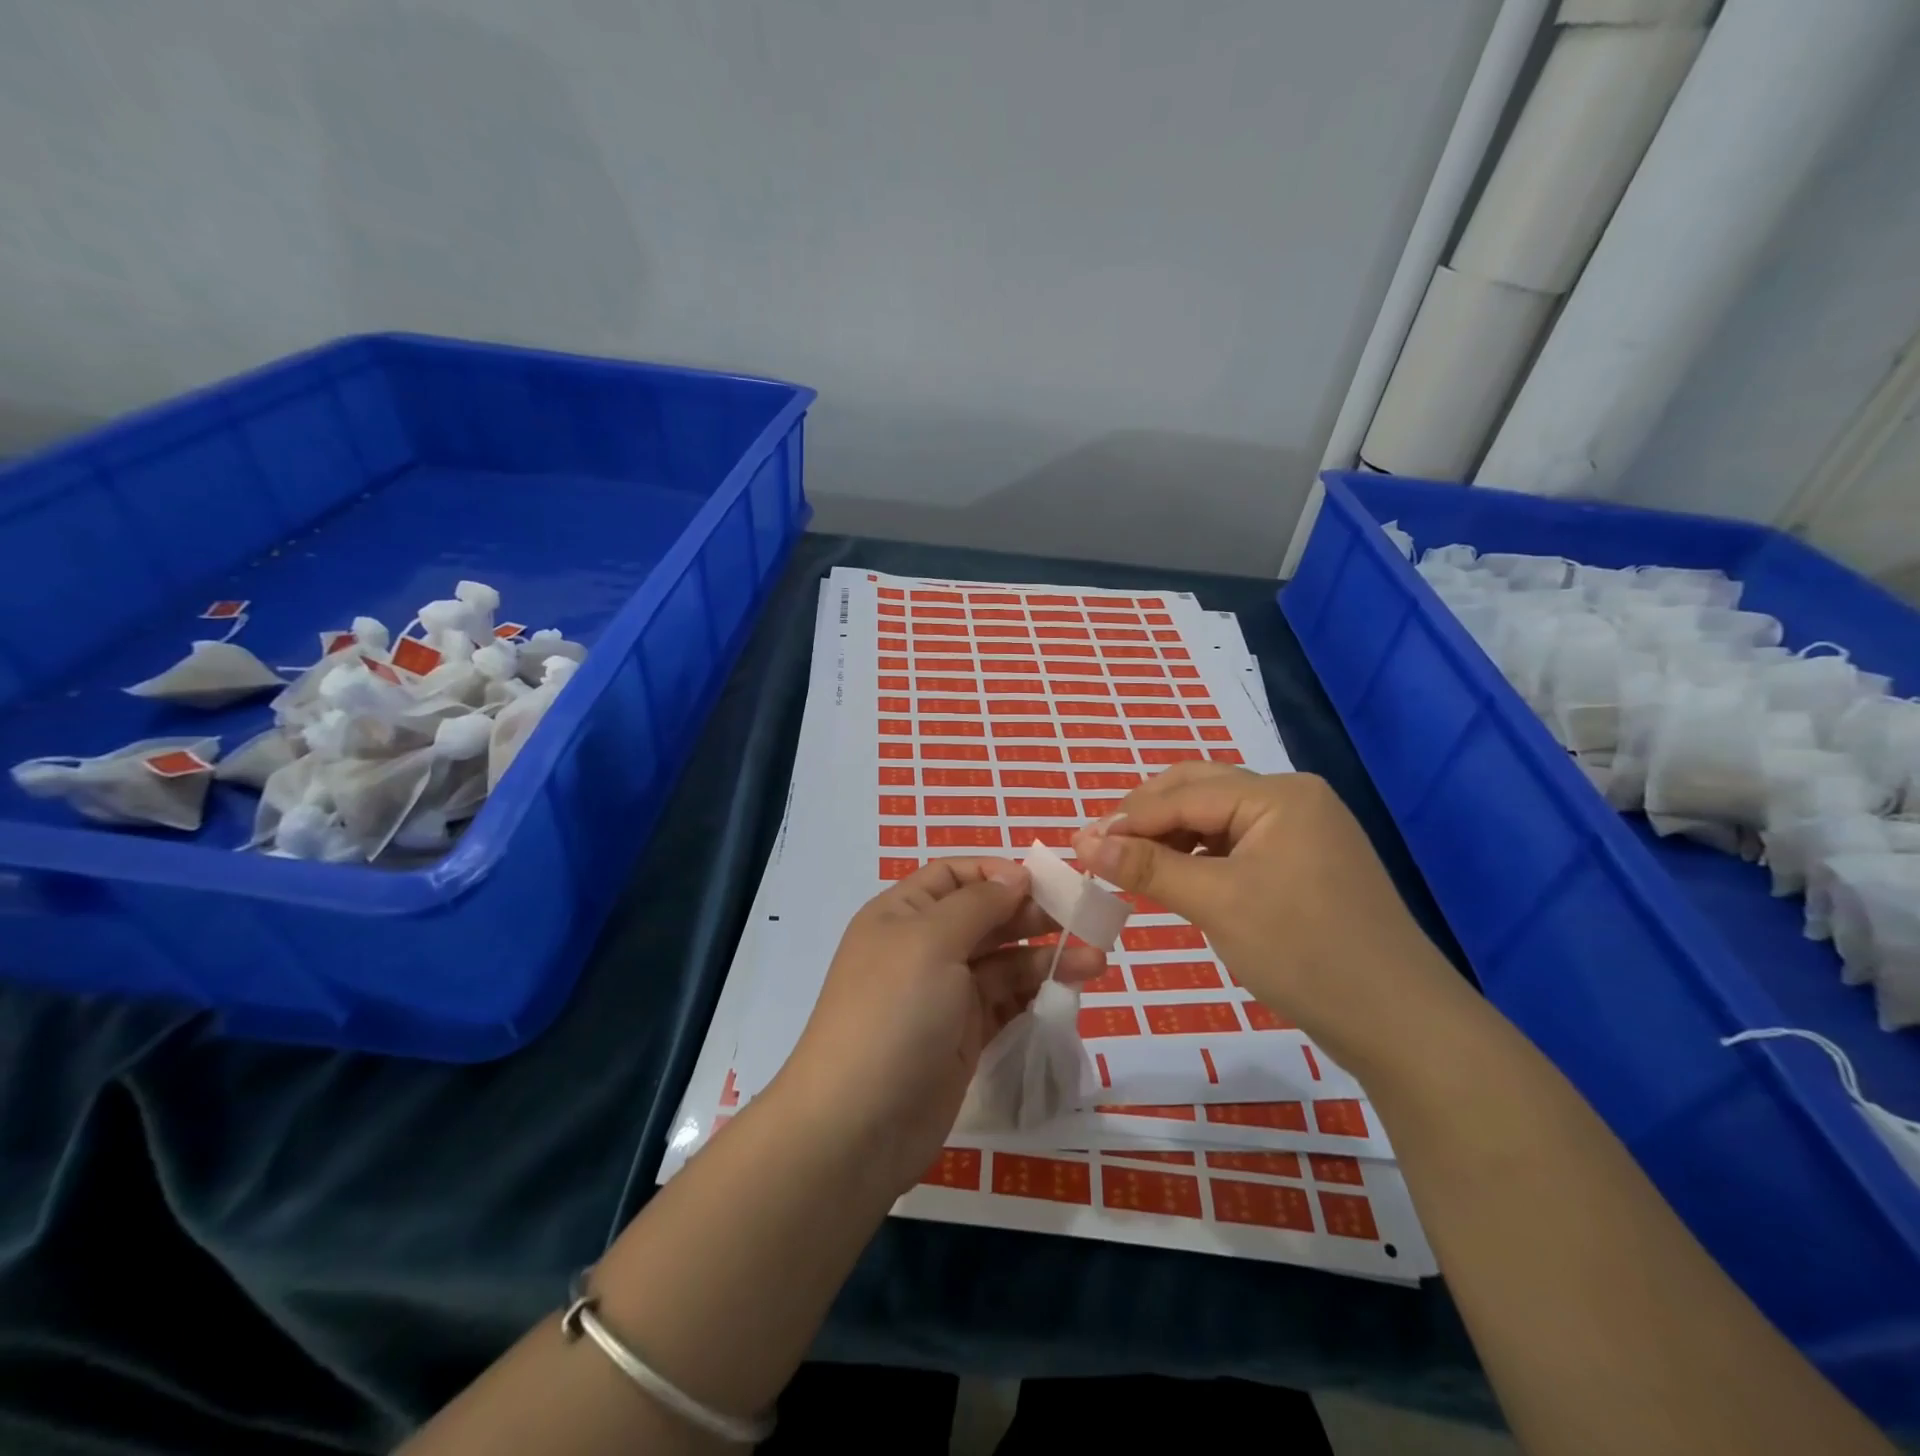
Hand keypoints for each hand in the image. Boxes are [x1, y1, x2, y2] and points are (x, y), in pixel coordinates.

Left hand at [776, 857, 1104, 1193]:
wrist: (857, 1127)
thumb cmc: (894, 1013)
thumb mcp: (931, 942)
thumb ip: (978, 904)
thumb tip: (1015, 876)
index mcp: (902, 914)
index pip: (953, 876)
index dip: (996, 874)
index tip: (1041, 883)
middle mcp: (922, 948)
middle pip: (984, 917)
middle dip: (1031, 914)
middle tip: (1083, 921)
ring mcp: (943, 995)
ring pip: (1002, 962)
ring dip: (1045, 957)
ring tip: (1095, 962)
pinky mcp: (963, 1037)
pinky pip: (1005, 1003)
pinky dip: (1034, 994)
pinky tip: (1068, 992)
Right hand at [1072, 764, 1460, 1070]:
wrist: (1400, 1024)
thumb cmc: (1305, 952)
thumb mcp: (1218, 904)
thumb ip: (1148, 868)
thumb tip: (1085, 844)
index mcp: (1278, 794)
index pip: (1184, 794)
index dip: (1127, 818)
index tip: (1078, 844)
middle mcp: (1292, 799)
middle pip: (1200, 791)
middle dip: (1145, 817)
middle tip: (1100, 848)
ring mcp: (1302, 832)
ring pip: (1216, 820)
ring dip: (1169, 837)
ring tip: (1129, 865)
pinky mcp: (1303, 865)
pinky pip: (1236, 846)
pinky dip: (1198, 857)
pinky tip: (1175, 878)